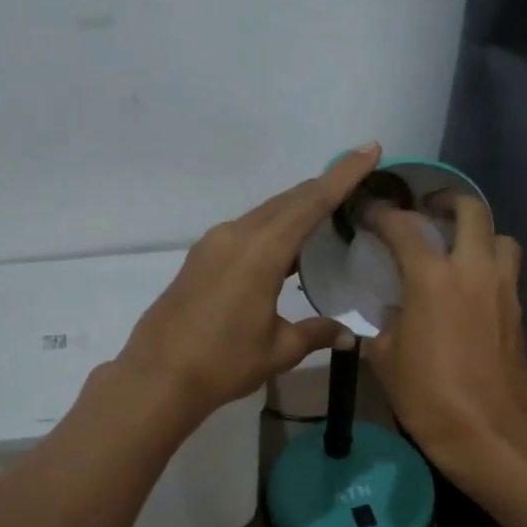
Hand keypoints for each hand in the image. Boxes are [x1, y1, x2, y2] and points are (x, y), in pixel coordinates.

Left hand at [118, 146, 377, 420]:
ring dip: (297, 208)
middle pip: (288, 200)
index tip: (369, 149)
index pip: (312, 202)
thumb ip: (316, 333)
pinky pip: (247, 229)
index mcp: (261, 252)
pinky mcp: (201, 257)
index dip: (343, 175)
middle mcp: (237, 235)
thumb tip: (348, 334)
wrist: (158, 377)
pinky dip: (274, 228)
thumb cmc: (223, 363)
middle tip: (357, 182)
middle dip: (324, 187)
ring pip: (266, 213)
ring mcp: (214, 244)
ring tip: (329, 214)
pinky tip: (288, 247)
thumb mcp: (278, 350)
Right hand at [363, 194, 526, 477]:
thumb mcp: (385, 359)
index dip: (382, 214)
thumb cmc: (428, 396)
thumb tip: (394, 313)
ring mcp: (503, 288)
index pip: (404, 227)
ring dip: (478, 232)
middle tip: (426, 211)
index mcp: (433, 278)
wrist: (488, 432)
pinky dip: (489, 264)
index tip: (369, 212)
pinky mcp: (518, 311)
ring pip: (500, 236)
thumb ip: (386, 324)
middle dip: (446, 201)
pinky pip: (507, 269)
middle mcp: (473, 270)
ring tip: (457, 247)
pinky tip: (470, 286)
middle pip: (471, 210)